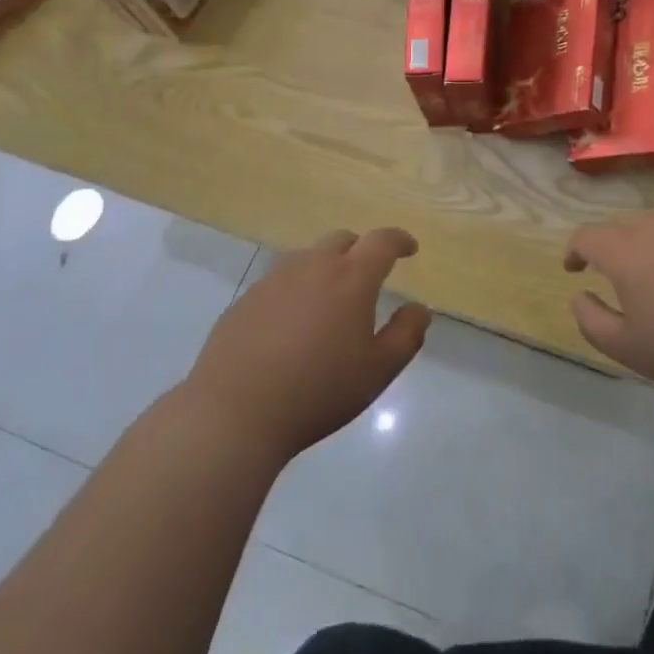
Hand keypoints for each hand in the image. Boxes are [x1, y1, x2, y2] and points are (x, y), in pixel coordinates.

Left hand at [186, 229, 429, 460]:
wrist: (234, 413)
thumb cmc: (318, 391)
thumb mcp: (378, 371)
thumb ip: (406, 334)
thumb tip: (419, 309)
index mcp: (351, 278)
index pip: (381, 242)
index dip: (399, 240)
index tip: (410, 249)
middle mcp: (312, 267)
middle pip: (342, 240)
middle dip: (361, 250)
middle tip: (369, 276)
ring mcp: (273, 280)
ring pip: (308, 258)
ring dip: (326, 267)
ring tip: (330, 300)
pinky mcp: (245, 300)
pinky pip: (279, 281)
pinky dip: (295, 290)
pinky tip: (291, 324)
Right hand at [565, 212, 653, 408]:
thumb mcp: (626, 348)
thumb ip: (591, 319)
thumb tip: (580, 296)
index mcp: (627, 250)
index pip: (588, 236)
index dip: (574, 251)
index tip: (573, 269)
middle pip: (622, 224)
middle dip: (608, 244)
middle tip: (609, 272)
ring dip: (644, 243)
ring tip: (651, 274)